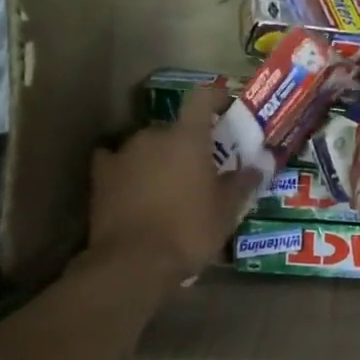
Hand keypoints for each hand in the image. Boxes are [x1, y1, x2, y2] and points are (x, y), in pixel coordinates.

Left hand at [85, 86, 260, 289]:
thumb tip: (259, 166)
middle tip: (199, 169)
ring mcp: (123, 153)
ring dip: (158, 158)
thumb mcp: (226, 212)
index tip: (225, 106)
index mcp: (188, 137)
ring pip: (147, 145)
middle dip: (187, 143)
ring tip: (167, 186)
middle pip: (175, 128)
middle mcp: (154, 135)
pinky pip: (115, 161)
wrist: (134, 262)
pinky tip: (130, 186)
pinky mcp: (101, 175)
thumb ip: (243, 183)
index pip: (203, 98)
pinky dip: (126, 169)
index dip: (216, 97)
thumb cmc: (189, 232)